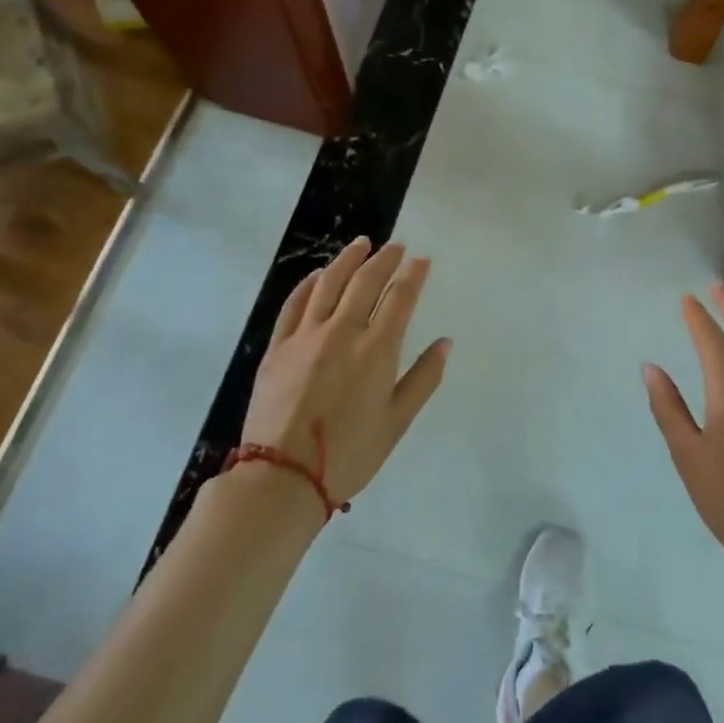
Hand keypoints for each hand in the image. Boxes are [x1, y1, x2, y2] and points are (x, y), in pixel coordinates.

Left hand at [239, 238, 450, 509]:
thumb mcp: (397, 422)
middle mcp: (342, 332)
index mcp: (376, 350)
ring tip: (361, 244)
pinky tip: (318, 274)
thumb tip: (445, 343)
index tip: (422, 259)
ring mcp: (305, 336)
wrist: (282, 478)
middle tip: (396, 245)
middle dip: (384, 259)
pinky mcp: (277, 347)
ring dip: (347, 259)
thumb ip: (423, 378)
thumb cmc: (349, 455)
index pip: (400, 298)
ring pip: (328, 283)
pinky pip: (295, 304)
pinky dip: (309, 284)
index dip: (413, 274)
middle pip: (365, 282)